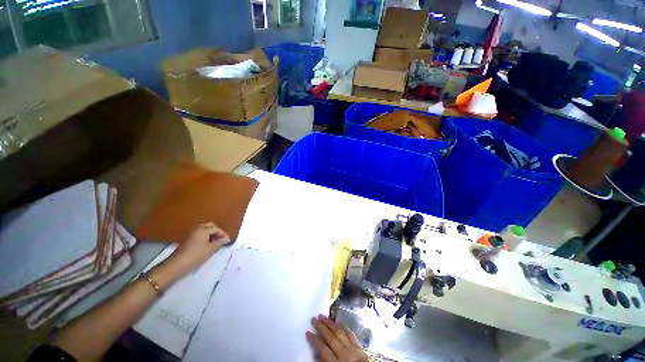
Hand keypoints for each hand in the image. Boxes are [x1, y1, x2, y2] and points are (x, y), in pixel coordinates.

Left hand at [169, 222, 231, 273]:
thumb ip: (220, 242)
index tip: (227, 240)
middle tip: (221, 239)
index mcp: (203, 229)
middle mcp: (197, 228)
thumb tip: (227, 239)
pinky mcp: (187, 239)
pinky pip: (199, 234)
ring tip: (215, 242)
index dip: (223, 234)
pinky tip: (207, 244)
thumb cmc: (196, 255)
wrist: (177, 265)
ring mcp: (190, 233)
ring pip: (204, 229)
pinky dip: (205, 236)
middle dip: (216, 231)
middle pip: (209, 226)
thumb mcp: (211, 249)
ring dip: (210, 234)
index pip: (216, 228)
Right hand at [306, 315, 367, 361]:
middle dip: (321, 327)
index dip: (314, 340)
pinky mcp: (360, 347)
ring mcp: (353, 349)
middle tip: (314, 318)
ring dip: (331, 323)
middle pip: (331, 338)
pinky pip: (351, 334)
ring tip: (323, 316)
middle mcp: (344, 354)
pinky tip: (339, 322)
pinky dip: (345, 327)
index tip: (307, 332)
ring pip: (340, 332)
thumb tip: (317, 352)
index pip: (322, 349)